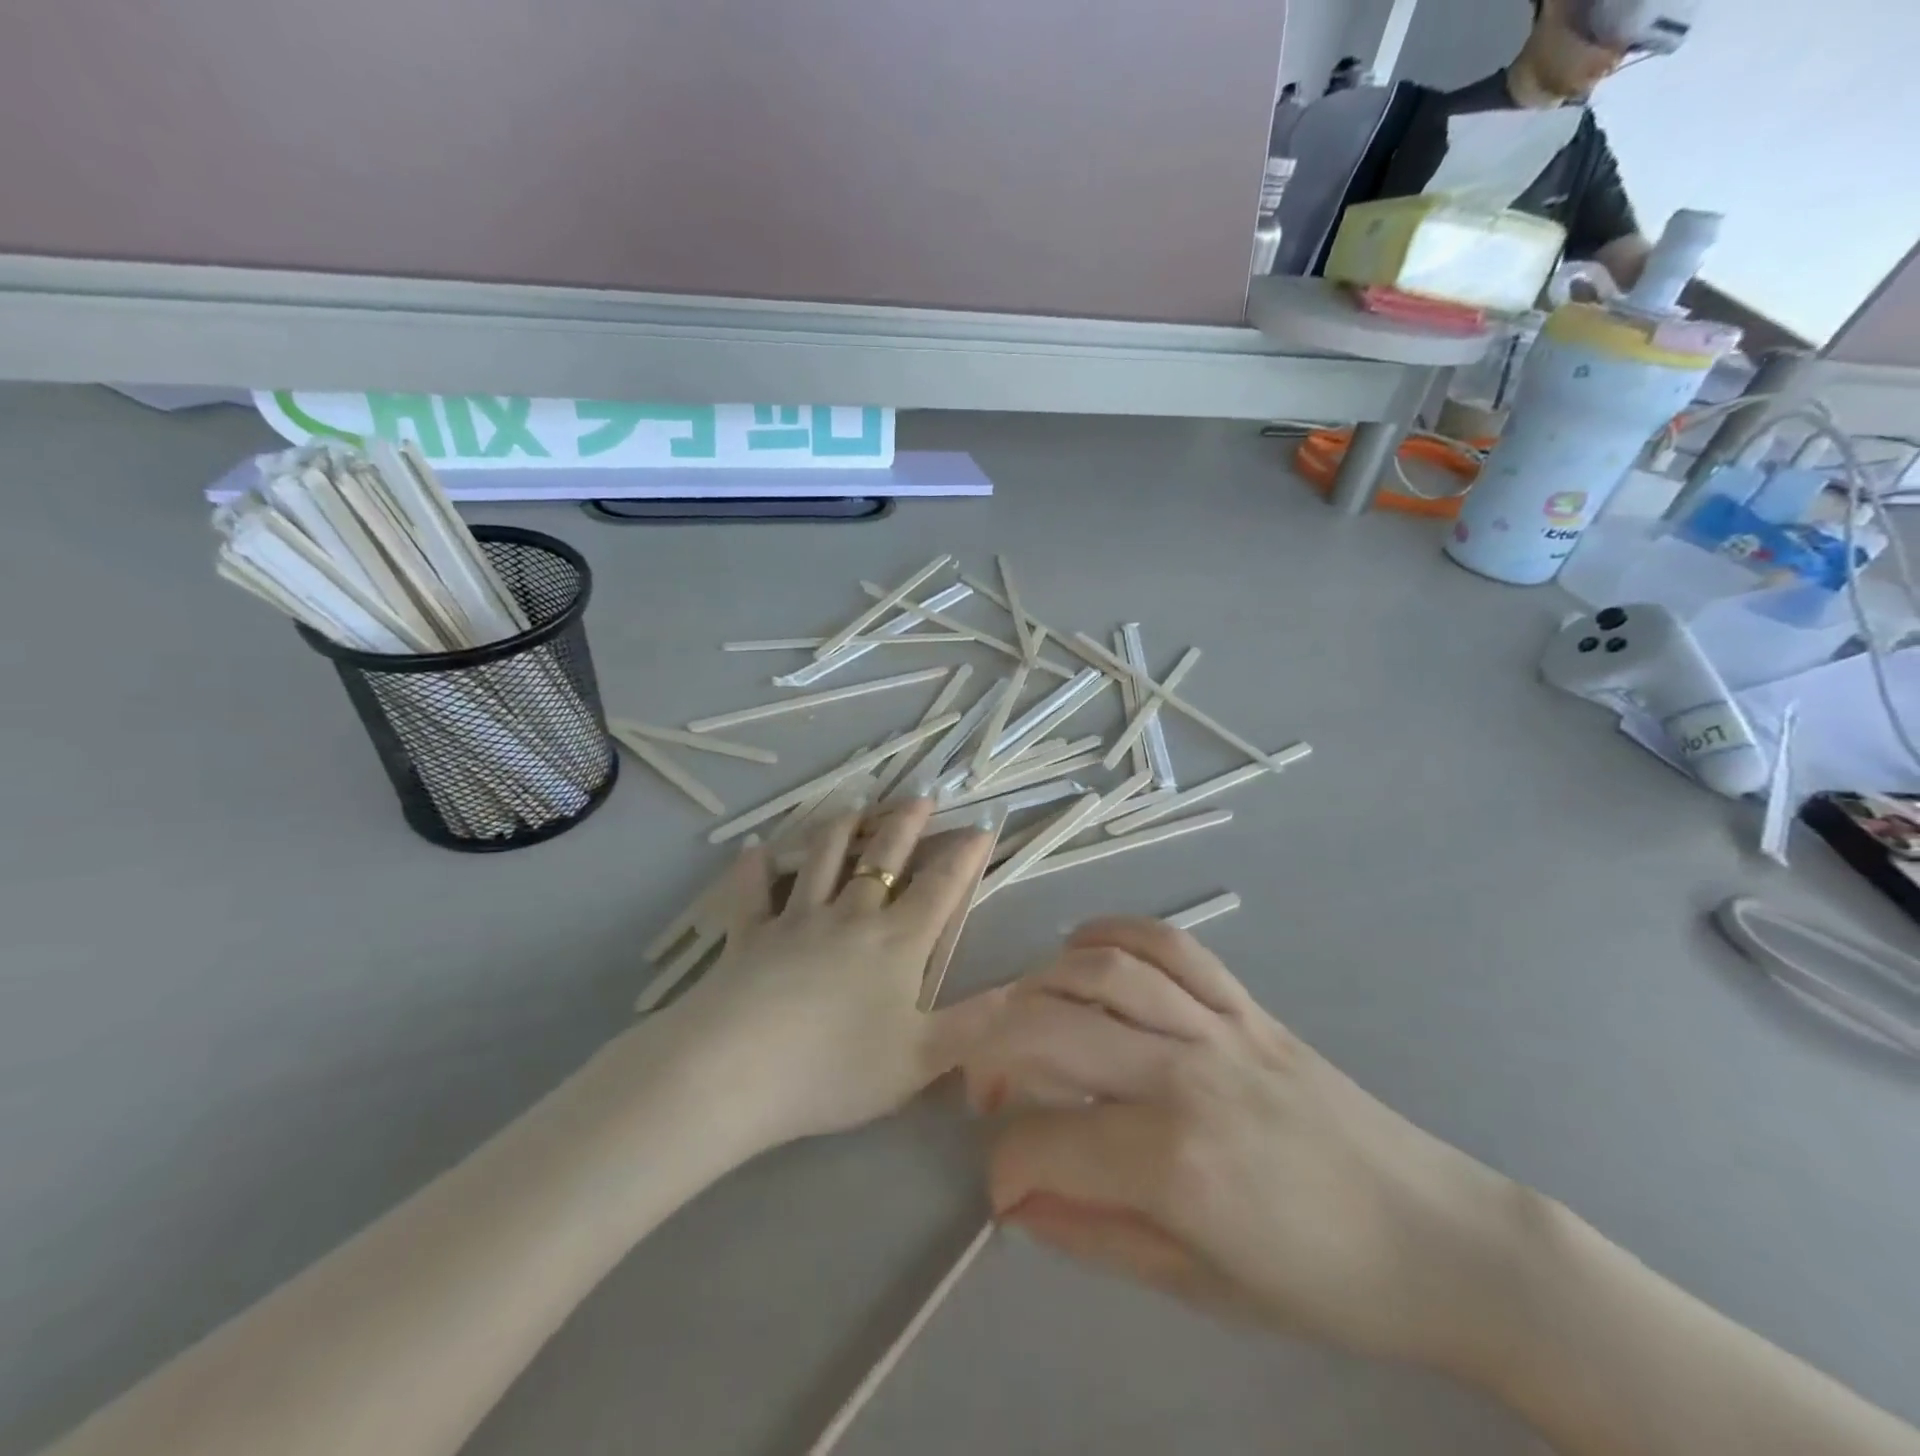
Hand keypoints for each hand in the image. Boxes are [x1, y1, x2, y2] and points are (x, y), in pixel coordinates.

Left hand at [661, 797, 1002, 1152]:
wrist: (737, 1071)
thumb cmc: (835, 1069)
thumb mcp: (919, 1060)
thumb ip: (971, 1025)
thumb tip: (1018, 992)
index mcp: (896, 943)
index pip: (940, 887)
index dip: (964, 856)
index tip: (982, 827)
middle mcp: (850, 916)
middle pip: (883, 857)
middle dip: (906, 824)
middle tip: (920, 796)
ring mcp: (796, 918)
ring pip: (823, 858)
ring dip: (841, 828)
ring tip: (855, 806)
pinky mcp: (750, 932)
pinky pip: (752, 891)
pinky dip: (753, 868)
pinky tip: (753, 849)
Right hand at [965, 917, 1523, 1373]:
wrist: (1432, 1235)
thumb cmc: (1319, 1281)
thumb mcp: (1197, 1285)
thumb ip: (1095, 1234)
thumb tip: (1019, 1203)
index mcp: (1172, 1163)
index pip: (1043, 1142)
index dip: (1004, 1167)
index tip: (1003, 1187)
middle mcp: (1183, 1075)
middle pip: (1049, 1029)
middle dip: (990, 1052)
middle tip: (983, 1087)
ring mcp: (1216, 1027)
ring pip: (1100, 973)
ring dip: (1039, 986)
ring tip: (1021, 1017)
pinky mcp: (1245, 1004)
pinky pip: (1169, 945)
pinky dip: (1114, 932)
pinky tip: (1081, 947)